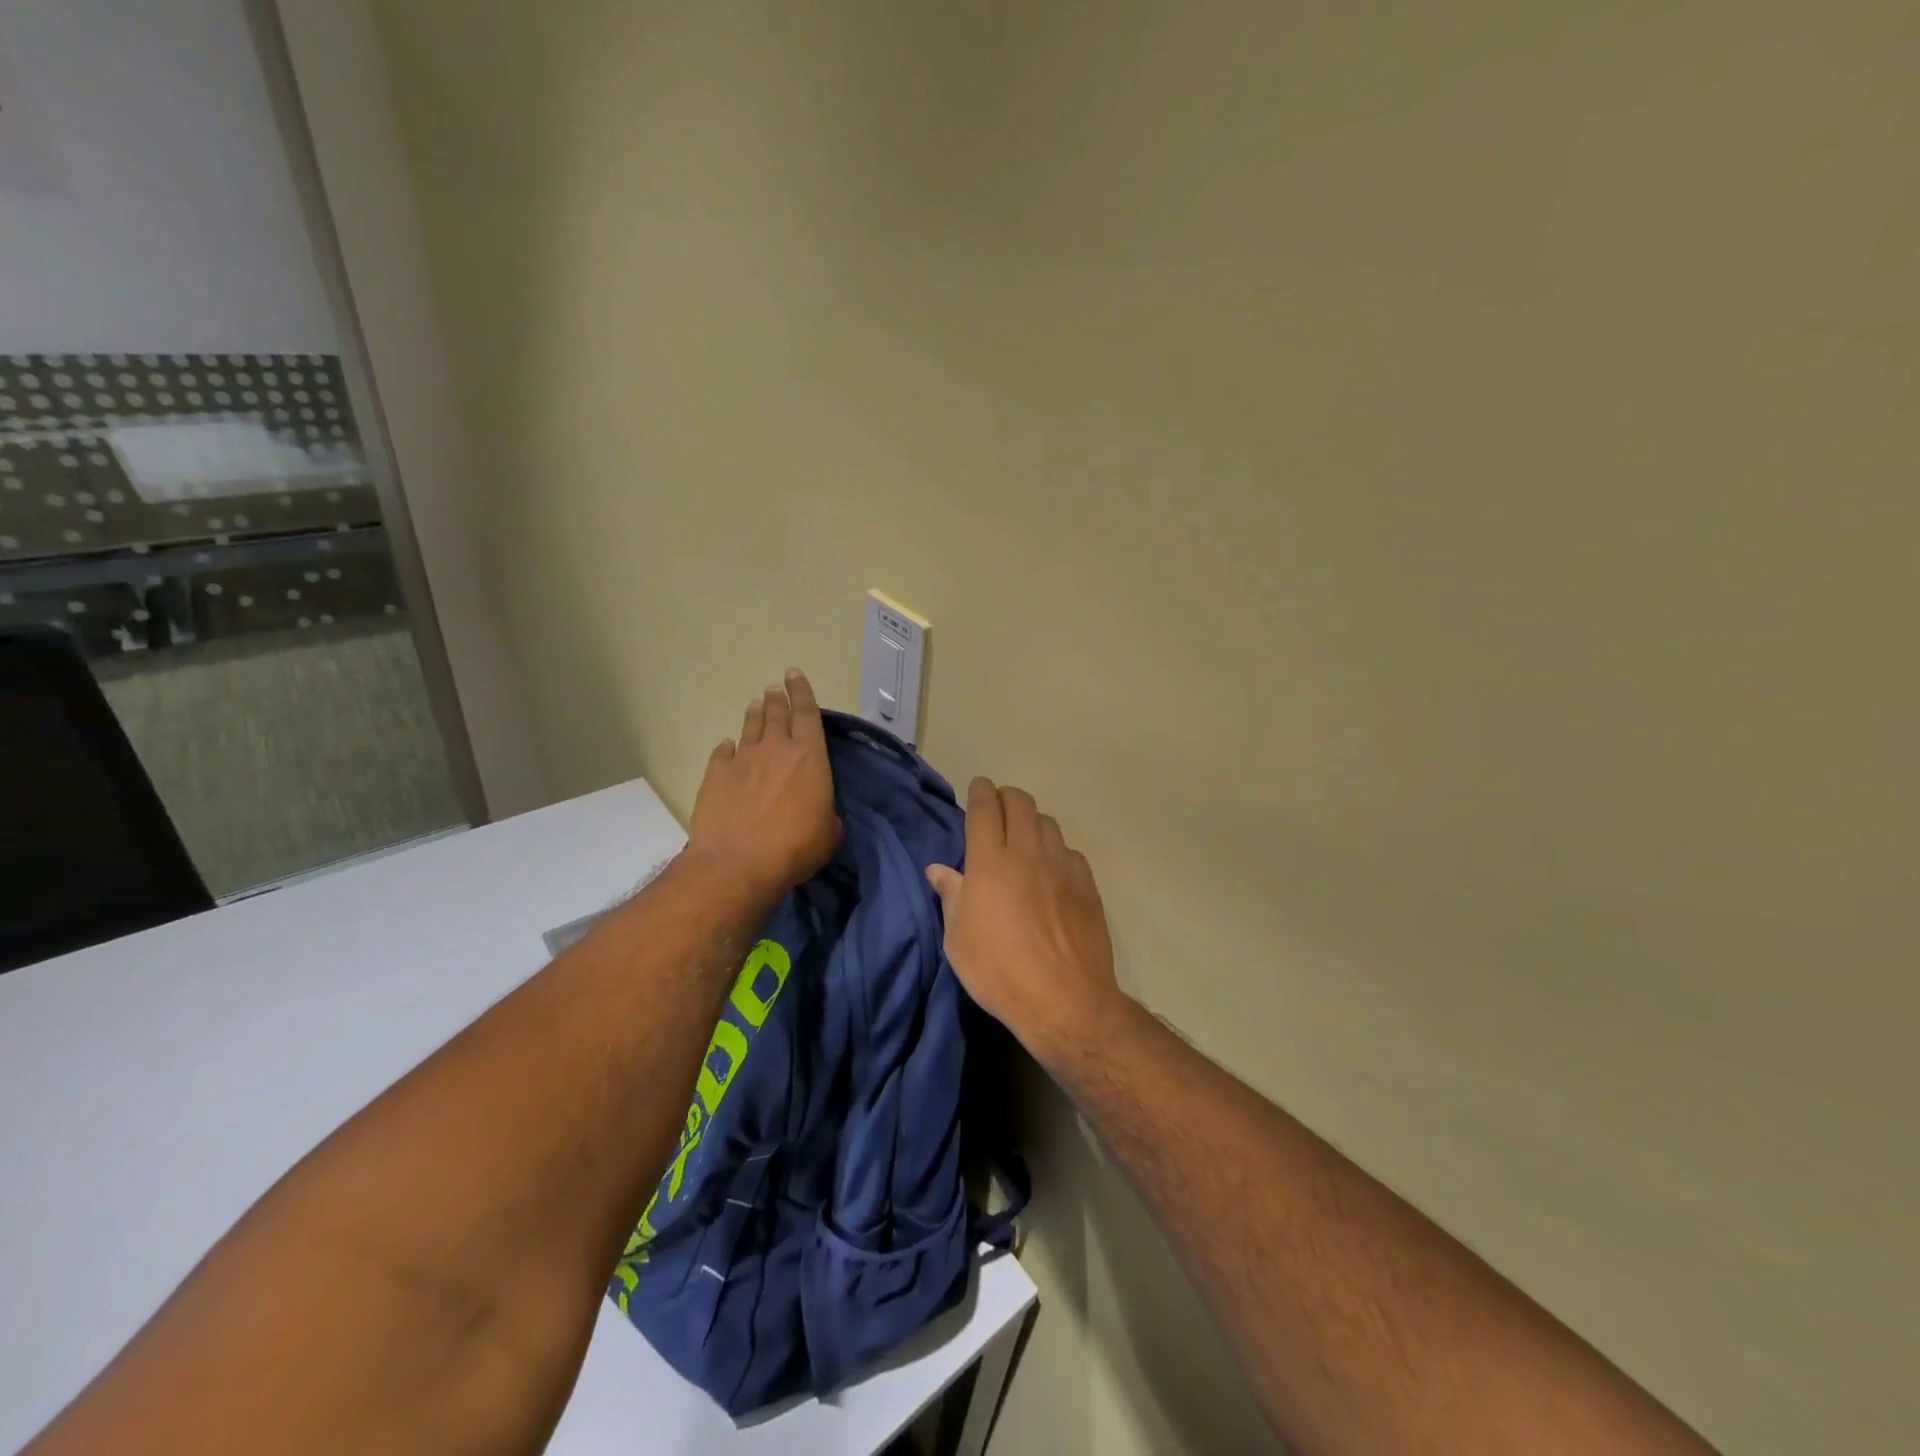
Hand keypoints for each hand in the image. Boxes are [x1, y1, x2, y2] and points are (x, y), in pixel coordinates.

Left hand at [687, 670, 840, 901]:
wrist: (737, 863)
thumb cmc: (795, 848)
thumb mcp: (829, 832)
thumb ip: (825, 810)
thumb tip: (817, 808)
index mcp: (809, 756)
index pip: (807, 713)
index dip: (802, 692)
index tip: (794, 675)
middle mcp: (775, 749)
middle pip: (776, 714)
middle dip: (777, 698)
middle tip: (774, 689)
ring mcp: (742, 759)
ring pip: (750, 727)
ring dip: (754, 714)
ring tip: (755, 704)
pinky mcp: (716, 775)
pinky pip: (723, 753)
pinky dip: (728, 747)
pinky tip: (727, 746)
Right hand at [927, 778, 1124, 1064]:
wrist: (1064, 999)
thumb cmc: (999, 971)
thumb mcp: (958, 939)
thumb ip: (951, 895)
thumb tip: (937, 869)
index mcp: (990, 862)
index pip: (985, 808)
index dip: (980, 791)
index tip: (979, 787)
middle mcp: (1027, 853)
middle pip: (1020, 803)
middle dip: (1006, 797)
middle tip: (998, 809)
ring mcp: (1062, 866)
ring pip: (1047, 822)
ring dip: (1031, 822)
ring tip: (1024, 838)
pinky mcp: (1087, 883)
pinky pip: (1070, 852)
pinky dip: (1056, 851)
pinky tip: (1052, 872)